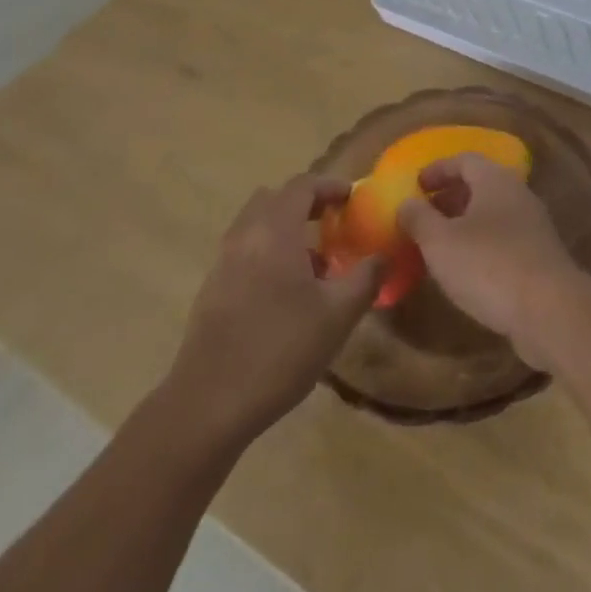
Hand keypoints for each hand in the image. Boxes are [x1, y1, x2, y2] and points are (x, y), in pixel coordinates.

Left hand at [159, 174, 382, 447]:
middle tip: (331, 222)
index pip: (302, 185)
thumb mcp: (338, 316)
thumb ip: (366, 278)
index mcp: (275, 231)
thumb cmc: (280, 351)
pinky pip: (244, 252)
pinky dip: (267, 253)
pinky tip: (285, 293)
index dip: (329, 186)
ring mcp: (223, 263)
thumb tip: (383, 256)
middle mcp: (245, 236)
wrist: (207, 406)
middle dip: (305, 203)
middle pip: (274, 199)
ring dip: (285, 229)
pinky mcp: (211, 290)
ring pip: (256, 225)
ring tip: (313, 262)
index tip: (352, 198)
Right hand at [396, 153, 590, 369]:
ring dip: (464, 223)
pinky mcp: (539, 256)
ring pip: (492, 214)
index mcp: (495, 180)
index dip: (438, 169)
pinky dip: (481, 245)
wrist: (550, 310)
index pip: (464, 160)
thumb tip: (405, 203)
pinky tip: (465, 271)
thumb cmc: (489, 265)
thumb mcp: (440, 242)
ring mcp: (532, 226)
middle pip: (480, 185)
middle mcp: (517, 194)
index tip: (415, 185)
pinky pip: (503, 239)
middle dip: (449, 197)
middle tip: (423, 216)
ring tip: (438, 246)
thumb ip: (419, 219)